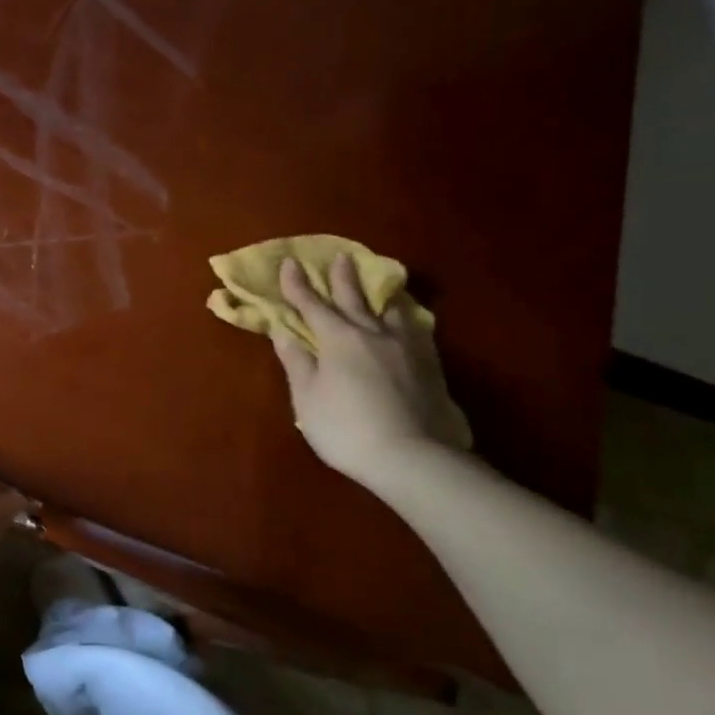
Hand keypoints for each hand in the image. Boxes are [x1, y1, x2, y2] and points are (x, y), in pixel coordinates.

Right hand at [271, 253, 470, 483]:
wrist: (412, 457)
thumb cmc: (346, 428)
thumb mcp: (307, 397)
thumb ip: (297, 362)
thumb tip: (284, 331)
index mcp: (338, 339)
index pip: (312, 305)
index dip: (298, 285)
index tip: (289, 263)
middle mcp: (372, 333)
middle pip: (354, 299)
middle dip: (342, 278)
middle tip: (341, 257)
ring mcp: (406, 348)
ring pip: (392, 311)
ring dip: (380, 295)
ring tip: (381, 287)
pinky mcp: (430, 366)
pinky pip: (416, 330)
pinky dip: (407, 319)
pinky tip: (409, 323)